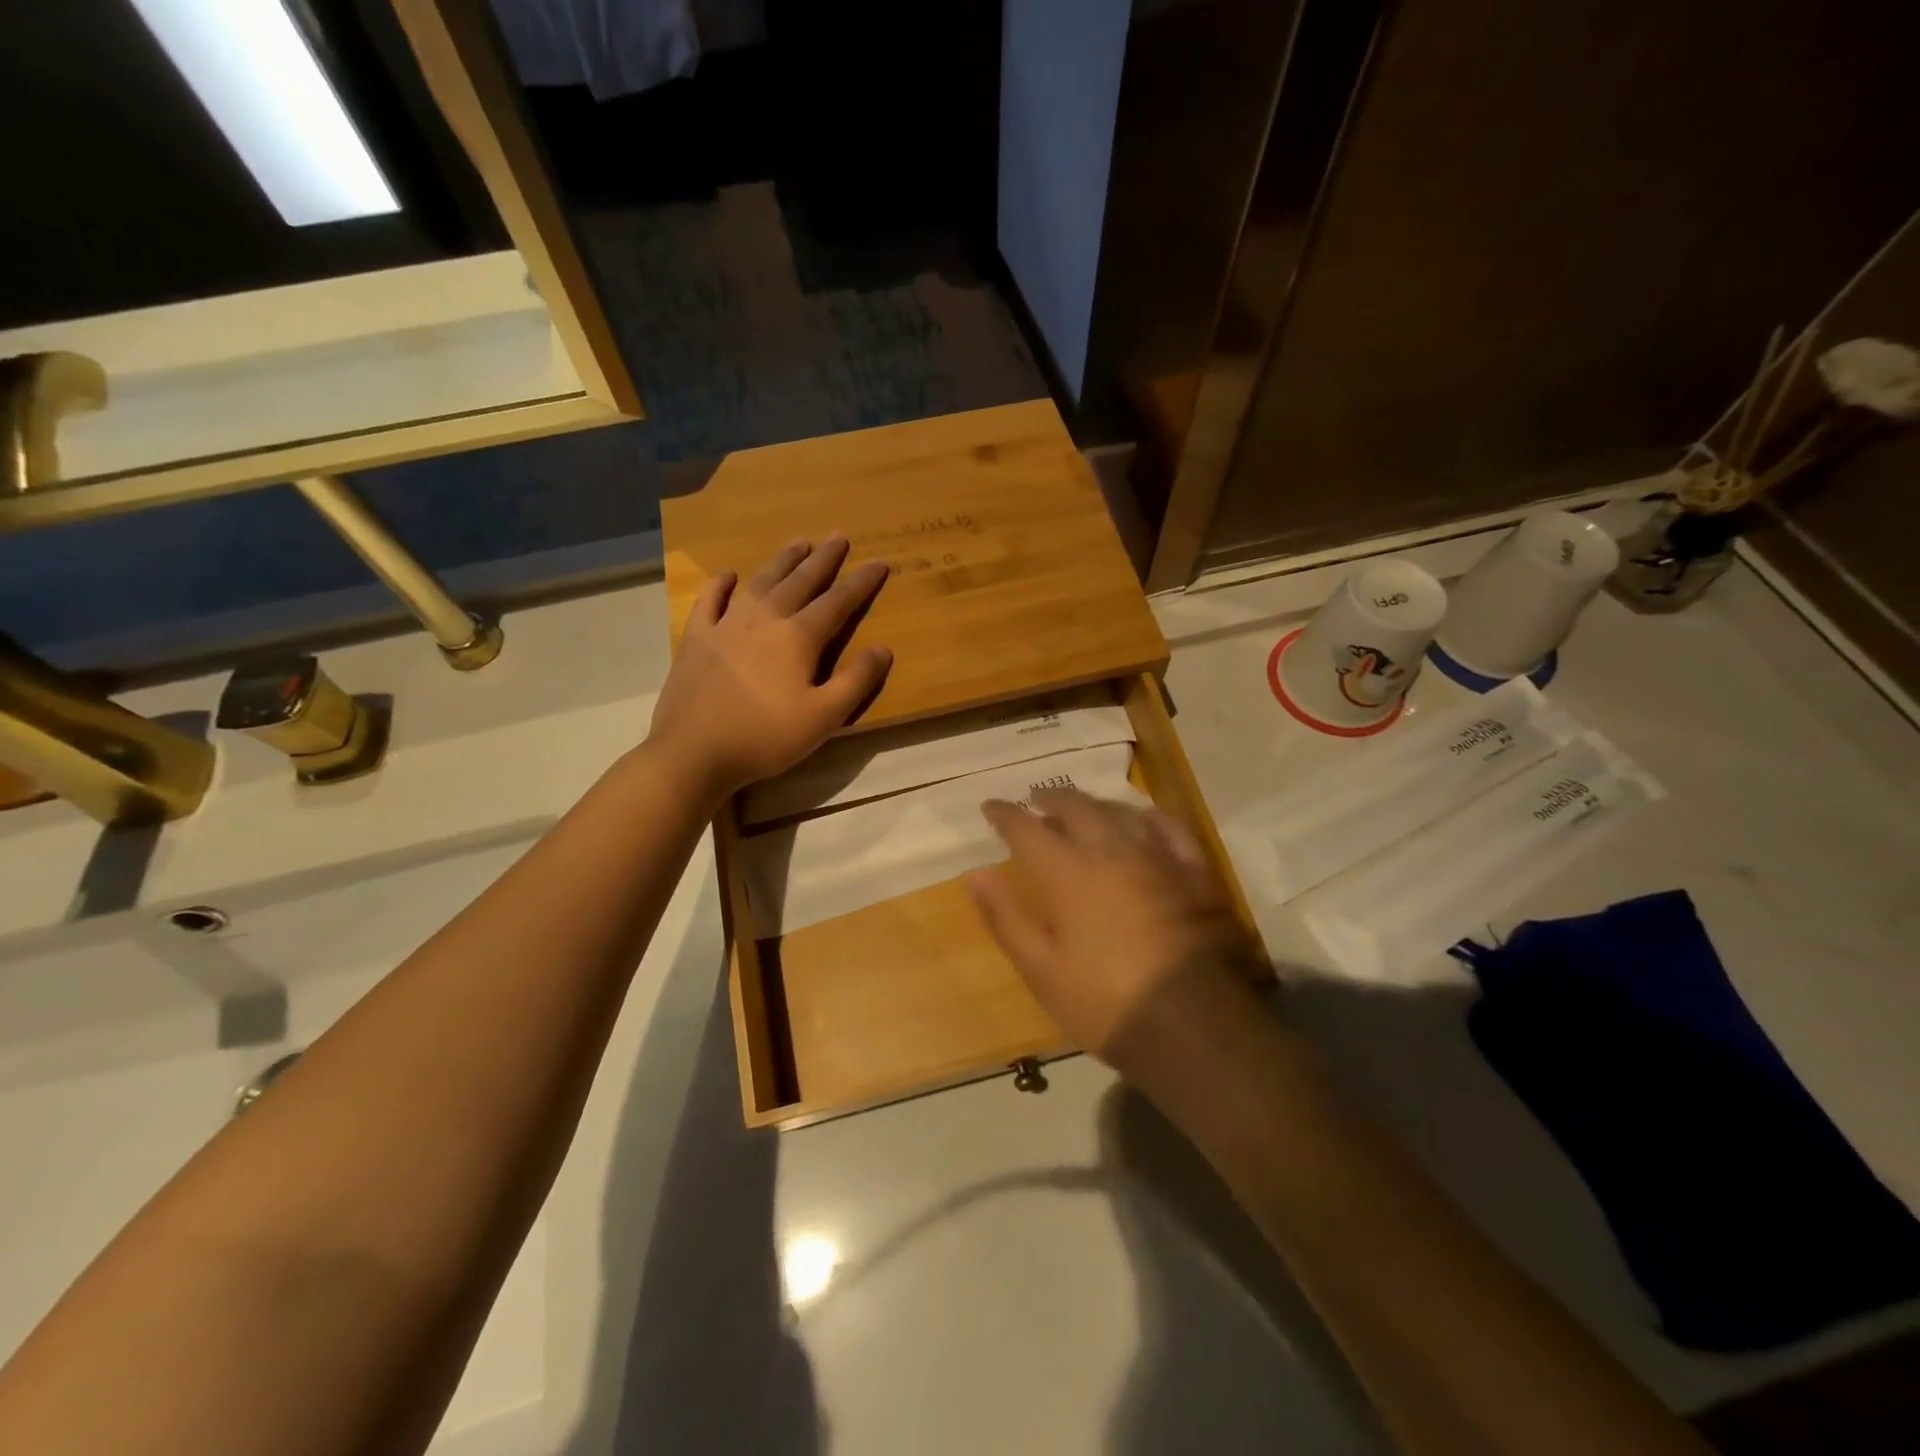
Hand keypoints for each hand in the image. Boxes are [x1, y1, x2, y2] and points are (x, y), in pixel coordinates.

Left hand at [649, 537, 891, 798]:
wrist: (694, 752)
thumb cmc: (766, 737)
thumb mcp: (824, 717)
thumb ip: (856, 681)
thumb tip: (883, 649)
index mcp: (799, 637)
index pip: (838, 602)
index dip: (861, 582)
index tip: (878, 563)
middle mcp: (765, 619)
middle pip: (800, 581)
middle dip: (823, 559)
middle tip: (838, 537)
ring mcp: (726, 624)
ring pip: (761, 582)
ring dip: (782, 561)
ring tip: (799, 543)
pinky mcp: (697, 637)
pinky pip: (710, 600)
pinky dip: (720, 583)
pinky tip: (728, 574)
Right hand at [967, 787, 1260, 1070]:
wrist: (1193, 1024)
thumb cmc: (1104, 1002)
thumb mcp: (1040, 969)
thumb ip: (1005, 917)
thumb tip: (975, 875)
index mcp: (1067, 872)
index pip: (1026, 829)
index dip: (1005, 814)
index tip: (990, 806)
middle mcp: (1110, 850)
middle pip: (1075, 806)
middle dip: (1050, 798)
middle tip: (1036, 800)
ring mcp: (1156, 856)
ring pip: (1119, 811)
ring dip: (1093, 804)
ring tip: (1081, 808)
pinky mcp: (1193, 870)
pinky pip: (1168, 827)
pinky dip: (1145, 817)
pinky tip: (1141, 821)